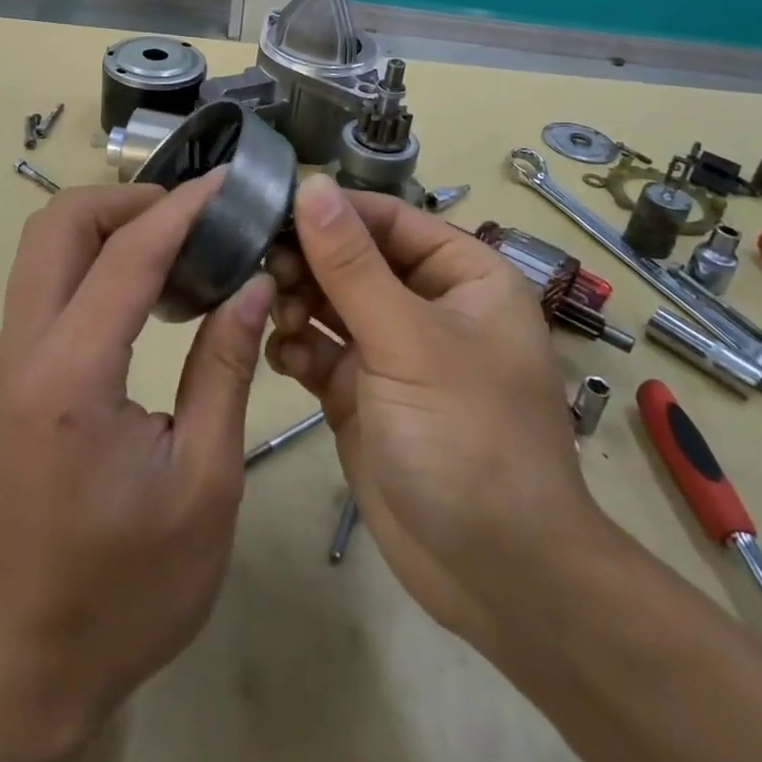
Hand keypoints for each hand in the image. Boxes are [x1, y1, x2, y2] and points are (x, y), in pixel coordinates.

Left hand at [0, 175, 274, 740]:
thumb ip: (226, 367)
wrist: (34, 650)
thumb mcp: (204, 480)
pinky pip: (48, 277)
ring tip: (180, 238)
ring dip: (109, 221)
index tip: (228, 181)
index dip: (181, 207)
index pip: (127, 255)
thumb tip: (252, 282)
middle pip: (59, 223)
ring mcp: (10, 355)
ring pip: (45, 243)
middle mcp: (24, 348)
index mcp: (71, 375)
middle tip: (197, 213)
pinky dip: (95, 253)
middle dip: (129, 199)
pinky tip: (149, 281)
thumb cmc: (131, 583)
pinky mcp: (14, 368)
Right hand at [265, 174, 608, 648]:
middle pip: (352, 259)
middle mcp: (426, 304)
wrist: (496, 576)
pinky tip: (287, 360)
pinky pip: (319, 350)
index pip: (388, 219)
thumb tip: (312, 185)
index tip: (269, 211)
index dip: (331, 212)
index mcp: (462, 275)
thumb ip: (351, 263)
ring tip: (279, 320)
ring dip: (298, 305)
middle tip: (264, 273)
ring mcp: (391, 351)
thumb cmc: (468, 438)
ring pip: (329, 302)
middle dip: (308, 264)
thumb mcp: (408, 341)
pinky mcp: (361, 393)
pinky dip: (298, 348)